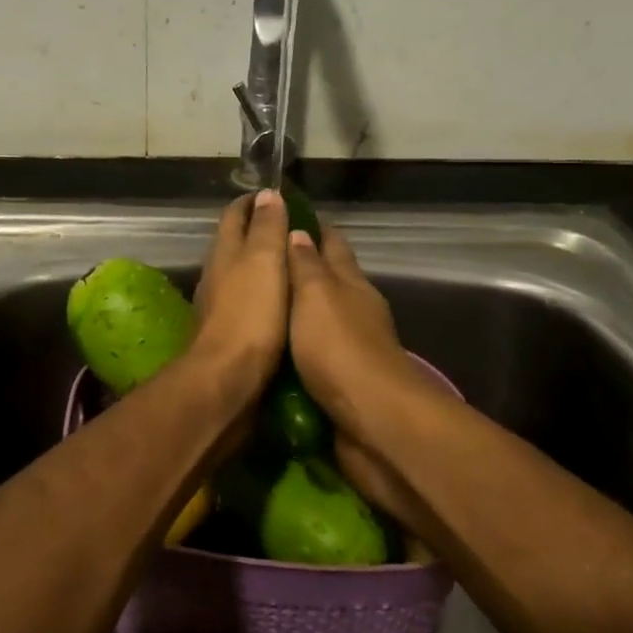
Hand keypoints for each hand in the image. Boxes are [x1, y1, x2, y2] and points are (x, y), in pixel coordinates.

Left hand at [189, 190, 289, 401]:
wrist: (227, 379)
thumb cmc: (250, 315)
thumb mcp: (264, 262)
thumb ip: (267, 229)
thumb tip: (267, 195)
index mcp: (224, 252)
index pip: (235, 215)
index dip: (254, 202)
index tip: (278, 196)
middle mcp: (216, 274)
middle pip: (234, 242)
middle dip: (258, 230)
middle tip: (293, 228)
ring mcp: (218, 304)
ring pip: (239, 273)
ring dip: (260, 263)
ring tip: (292, 263)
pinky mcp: (227, 332)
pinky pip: (246, 301)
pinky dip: (263, 292)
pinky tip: (281, 302)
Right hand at [286, 222, 444, 543]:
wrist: (371, 419)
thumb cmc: (339, 347)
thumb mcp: (316, 295)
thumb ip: (306, 265)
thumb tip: (300, 231)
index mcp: (351, 283)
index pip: (333, 244)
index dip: (314, 228)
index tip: (289, 213)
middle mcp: (355, 310)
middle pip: (329, 280)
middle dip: (302, 268)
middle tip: (263, 260)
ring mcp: (352, 347)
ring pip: (321, 319)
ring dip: (298, 311)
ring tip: (262, 304)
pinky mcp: (343, 381)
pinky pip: (314, 355)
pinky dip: (297, 347)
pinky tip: (274, 349)